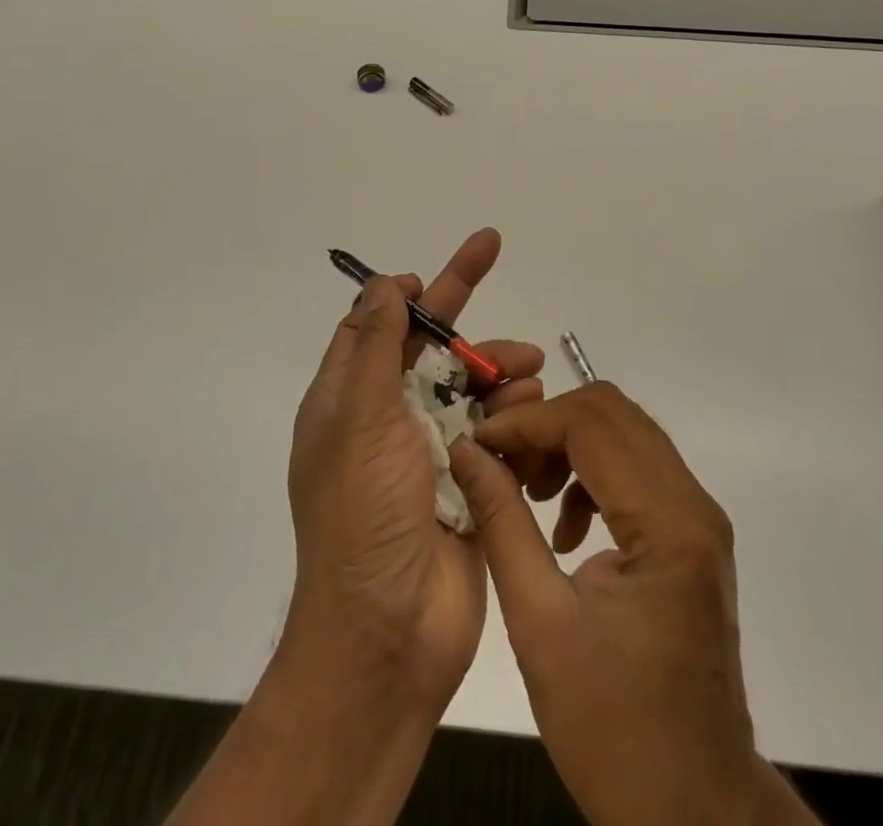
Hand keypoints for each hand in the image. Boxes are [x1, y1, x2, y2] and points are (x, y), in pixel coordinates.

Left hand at [284, 228, 544, 715]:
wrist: (390, 633)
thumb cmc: (363, 514)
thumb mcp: (358, 418)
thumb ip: (374, 346)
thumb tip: (383, 284)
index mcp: (350, 401)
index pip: (377, 326)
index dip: (402, 293)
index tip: (429, 273)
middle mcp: (387, 420)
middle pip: (428, 345)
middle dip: (459, 303)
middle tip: (491, 248)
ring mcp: (430, 452)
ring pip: (469, 386)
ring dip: (497, 366)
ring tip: (528, 367)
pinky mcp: (470, 483)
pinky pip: (495, 430)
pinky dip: (513, 413)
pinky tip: (532, 410)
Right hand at [449, 383, 819, 825]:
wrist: (694, 808)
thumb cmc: (613, 728)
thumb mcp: (539, 625)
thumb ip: (501, 523)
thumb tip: (466, 452)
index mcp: (667, 524)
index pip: (590, 424)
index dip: (526, 422)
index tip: (478, 443)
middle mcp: (693, 504)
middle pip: (613, 414)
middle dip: (548, 424)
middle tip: (503, 463)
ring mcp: (699, 518)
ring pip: (626, 434)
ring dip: (569, 445)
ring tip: (527, 491)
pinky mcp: (692, 536)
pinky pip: (637, 470)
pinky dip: (591, 474)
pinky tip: (563, 528)